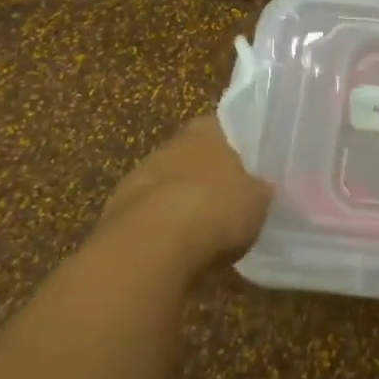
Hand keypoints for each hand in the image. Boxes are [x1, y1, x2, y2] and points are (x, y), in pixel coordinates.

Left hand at [95, 116, 272, 276]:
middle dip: (204, 175)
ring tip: (200, 231)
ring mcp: (139, 177)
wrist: (151, 245)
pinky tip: (175, 252)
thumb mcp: (257, 199)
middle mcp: (170, 145)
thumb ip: (259, 190)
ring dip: (179, 203)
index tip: (245, 164)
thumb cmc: (215, 207)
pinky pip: (147, 217)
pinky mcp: (115, 213)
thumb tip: (262, 189)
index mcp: (206, 130)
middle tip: (225, 199)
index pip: (221, 126)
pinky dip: (159, 230)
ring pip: (167, 185)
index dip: (233, 144)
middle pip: (191, 156)